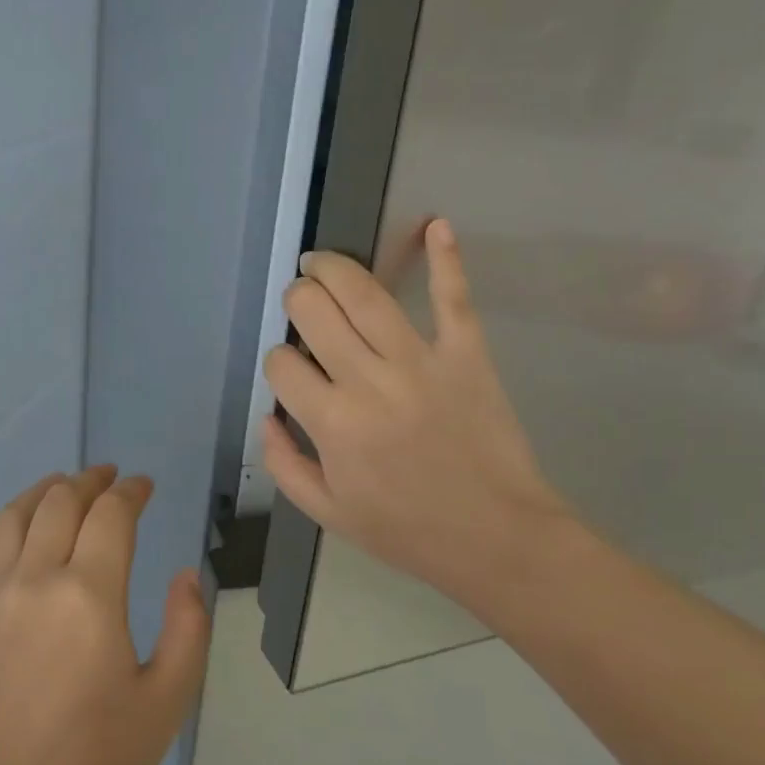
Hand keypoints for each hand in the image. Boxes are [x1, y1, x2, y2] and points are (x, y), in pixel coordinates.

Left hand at [0, 467, 209, 764]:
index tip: (144, 487)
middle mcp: (34, 580)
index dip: (131, 492)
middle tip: (107, 478)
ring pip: (9, 519)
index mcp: (89, 594)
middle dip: (88, 481)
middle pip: (58, 504)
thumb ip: (189, 627)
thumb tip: (183, 574)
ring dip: (38, 493)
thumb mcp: (168, 701)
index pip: (111, 515)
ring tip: (58, 488)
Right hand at [262, 218, 575, 612]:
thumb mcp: (326, 512)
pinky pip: (453, 298)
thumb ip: (283, 463)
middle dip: (297, 301)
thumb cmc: (406, 531)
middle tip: (301, 305)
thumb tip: (268, 415)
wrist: (496, 538)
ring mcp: (420, 361)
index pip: (281, 362)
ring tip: (320, 262)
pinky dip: (446, 259)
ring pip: (365, 294)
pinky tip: (436, 226)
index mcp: (331, 422)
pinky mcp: (467, 354)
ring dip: (334, 268)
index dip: (278, 361)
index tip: (292, 373)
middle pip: (313, 311)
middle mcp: (368, 380)